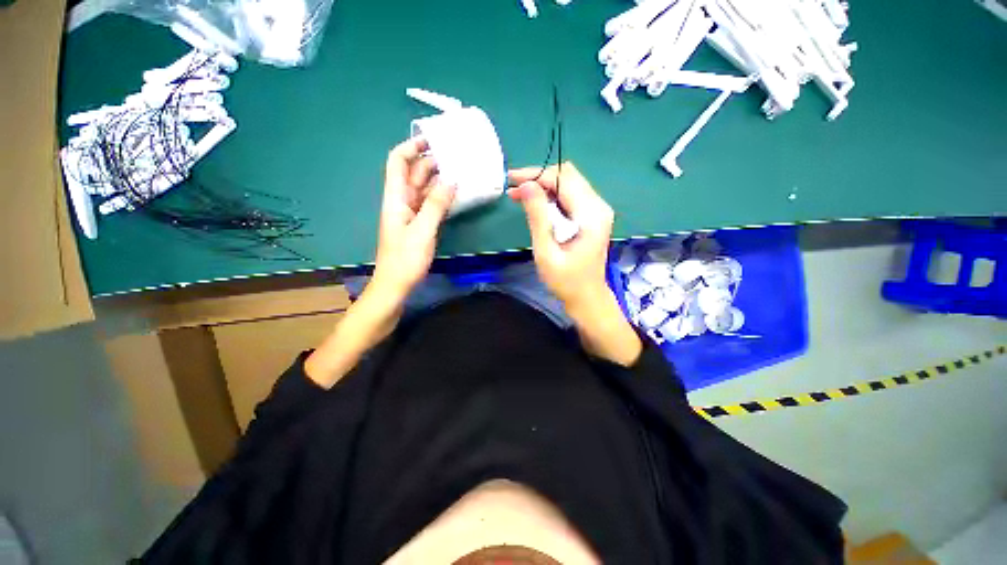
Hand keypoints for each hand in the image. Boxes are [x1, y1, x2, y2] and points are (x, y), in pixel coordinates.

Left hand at [372, 137, 455, 300]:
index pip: (398, 162)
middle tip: (456, 155)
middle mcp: (402, 201)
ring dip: (439, 179)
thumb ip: (435, 205)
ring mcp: (411, 213)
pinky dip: (441, 196)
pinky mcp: (419, 224)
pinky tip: (455, 194)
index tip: (432, 140)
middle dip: (431, 161)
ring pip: (424, 189)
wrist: (397, 284)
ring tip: (460, 170)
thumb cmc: (405, 259)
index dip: (411, 147)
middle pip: (414, 173)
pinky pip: (430, 204)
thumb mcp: (422, 230)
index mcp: (395, 198)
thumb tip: (451, 180)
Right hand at [507, 162, 613, 309]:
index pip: (563, 179)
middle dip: (538, 177)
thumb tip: (526, 185)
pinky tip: (534, 203)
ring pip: (568, 183)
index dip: (536, 175)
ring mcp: (597, 210)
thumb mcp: (546, 251)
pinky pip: (569, 195)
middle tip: (513, 187)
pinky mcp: (591, 216)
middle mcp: (598, 206)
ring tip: (517, 194)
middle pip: (567, 176)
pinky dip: (550, 196)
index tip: (512, 180)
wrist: (587, 297)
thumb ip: (537, 217)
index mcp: (590, 215)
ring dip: (542, 185)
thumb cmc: (565, 280)